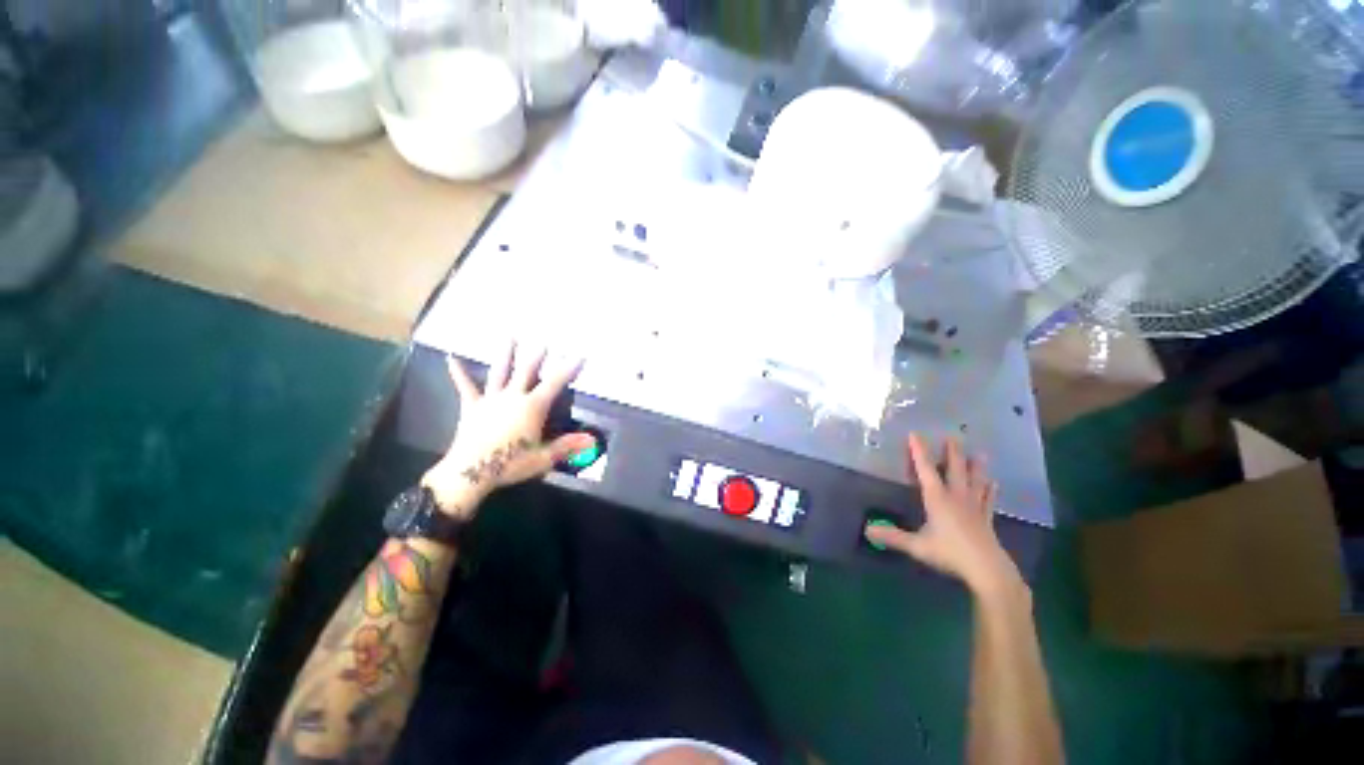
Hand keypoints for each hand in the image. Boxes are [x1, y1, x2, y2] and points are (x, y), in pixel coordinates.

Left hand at [421, 344, 595, 517]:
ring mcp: (491, 399)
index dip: (569, 369)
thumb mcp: (543, 458)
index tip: (580, 356)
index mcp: (532, 407)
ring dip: (506, 354)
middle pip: (527, 371)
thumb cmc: (509, 464)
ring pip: (500, 372)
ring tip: (510, 337)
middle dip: (537, 356)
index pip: (555, 383)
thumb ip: (566, 446)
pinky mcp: (471, 407)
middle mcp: (513, 397)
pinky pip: (466, 387)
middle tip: (544, 343)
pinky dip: (459, 372)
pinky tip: (451, 358)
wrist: (470, 472)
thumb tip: (590, 440)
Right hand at [865, 434, 1021, 595]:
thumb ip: (893, 536)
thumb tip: (867, 528)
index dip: (918, 451)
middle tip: (953, 436)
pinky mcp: (986, 519)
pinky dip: (990, 490)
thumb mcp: (917, 546)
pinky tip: (994, 483)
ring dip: (976, 467)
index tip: (915, 434)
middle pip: (955, 469)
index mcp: (937, 498)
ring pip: (975, 481)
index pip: (925, 469)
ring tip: (979, 453)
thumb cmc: (950, 553)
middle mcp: (956, 497)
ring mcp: (974, 507)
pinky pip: (988, 500)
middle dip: (952, 452)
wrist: (987, 570)